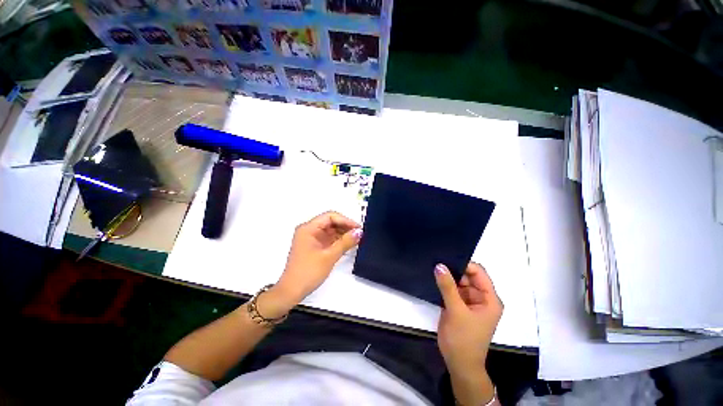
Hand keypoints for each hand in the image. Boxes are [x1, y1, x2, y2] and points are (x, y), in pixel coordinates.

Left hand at [273, 212, 361, 308]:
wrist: (292, 292)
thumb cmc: (307, 273)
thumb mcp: (329, 256)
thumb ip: (345, 242)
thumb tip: (359, 232)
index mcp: (308, 228)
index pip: (330, 216)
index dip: (345, 221)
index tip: (358, 228)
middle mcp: (309, 230)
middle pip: (330, 222)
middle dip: (345, 227)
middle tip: (359, 234)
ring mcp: (311, 238)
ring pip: (330, 230)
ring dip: (343, 233)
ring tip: (356, 239)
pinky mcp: (314, 246)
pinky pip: (328, 238)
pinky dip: (338, 240)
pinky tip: (348, 244)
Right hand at [435, 262, 502, 405]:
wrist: (458, 364)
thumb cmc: (463, 339)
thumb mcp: (456, 311)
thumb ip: (447, 287)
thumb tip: (439, 265)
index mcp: (489, 299)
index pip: (478, 272)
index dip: (464, 264)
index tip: (445, 259)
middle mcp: (481, 297)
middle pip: (468, 275)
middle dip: (453, 269)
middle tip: (436, 261)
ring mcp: (469, 301)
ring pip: (458, 281)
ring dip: (448, 276)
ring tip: (433, 267)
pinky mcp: (459, 305)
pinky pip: (452, 289)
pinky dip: (444, 285)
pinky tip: (434, 278)